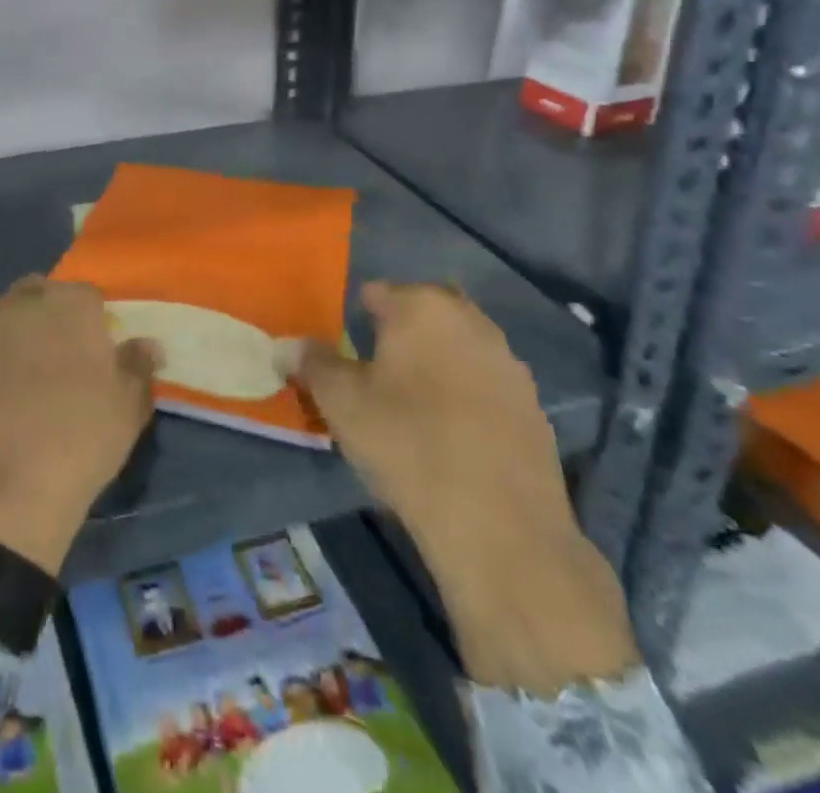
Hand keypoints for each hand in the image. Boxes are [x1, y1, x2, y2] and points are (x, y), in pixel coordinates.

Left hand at [0, 276, 157, 576]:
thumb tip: (147, 343)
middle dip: (48, 313)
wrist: (7, 492)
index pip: (86, 294)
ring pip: (3, 322)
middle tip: (59, 354)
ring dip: (15, 339)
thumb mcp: (130, 407)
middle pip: (38, 294)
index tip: (97, 347)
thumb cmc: (82, 439)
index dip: (93, 317)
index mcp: (69, 306)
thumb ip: (138, 365)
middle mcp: (22, 307)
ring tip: (23, 383)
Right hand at [292, 282, 638, 693]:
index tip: (341, 349)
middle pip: (424, 312)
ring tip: (410, 403)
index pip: (377, 291)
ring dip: (435, 362)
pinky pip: (485, 385)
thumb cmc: (407, 444)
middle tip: (373, 370)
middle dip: (400, 332)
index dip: (354, 316)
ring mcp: (508, 363)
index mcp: (422, 305)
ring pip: (458, 347)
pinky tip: (449, 434)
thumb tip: (286, 345)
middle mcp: (470, 320)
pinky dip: (465, 396)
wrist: (500, 527)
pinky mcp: (533, 407)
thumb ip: (312, 363)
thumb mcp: (340, 402)